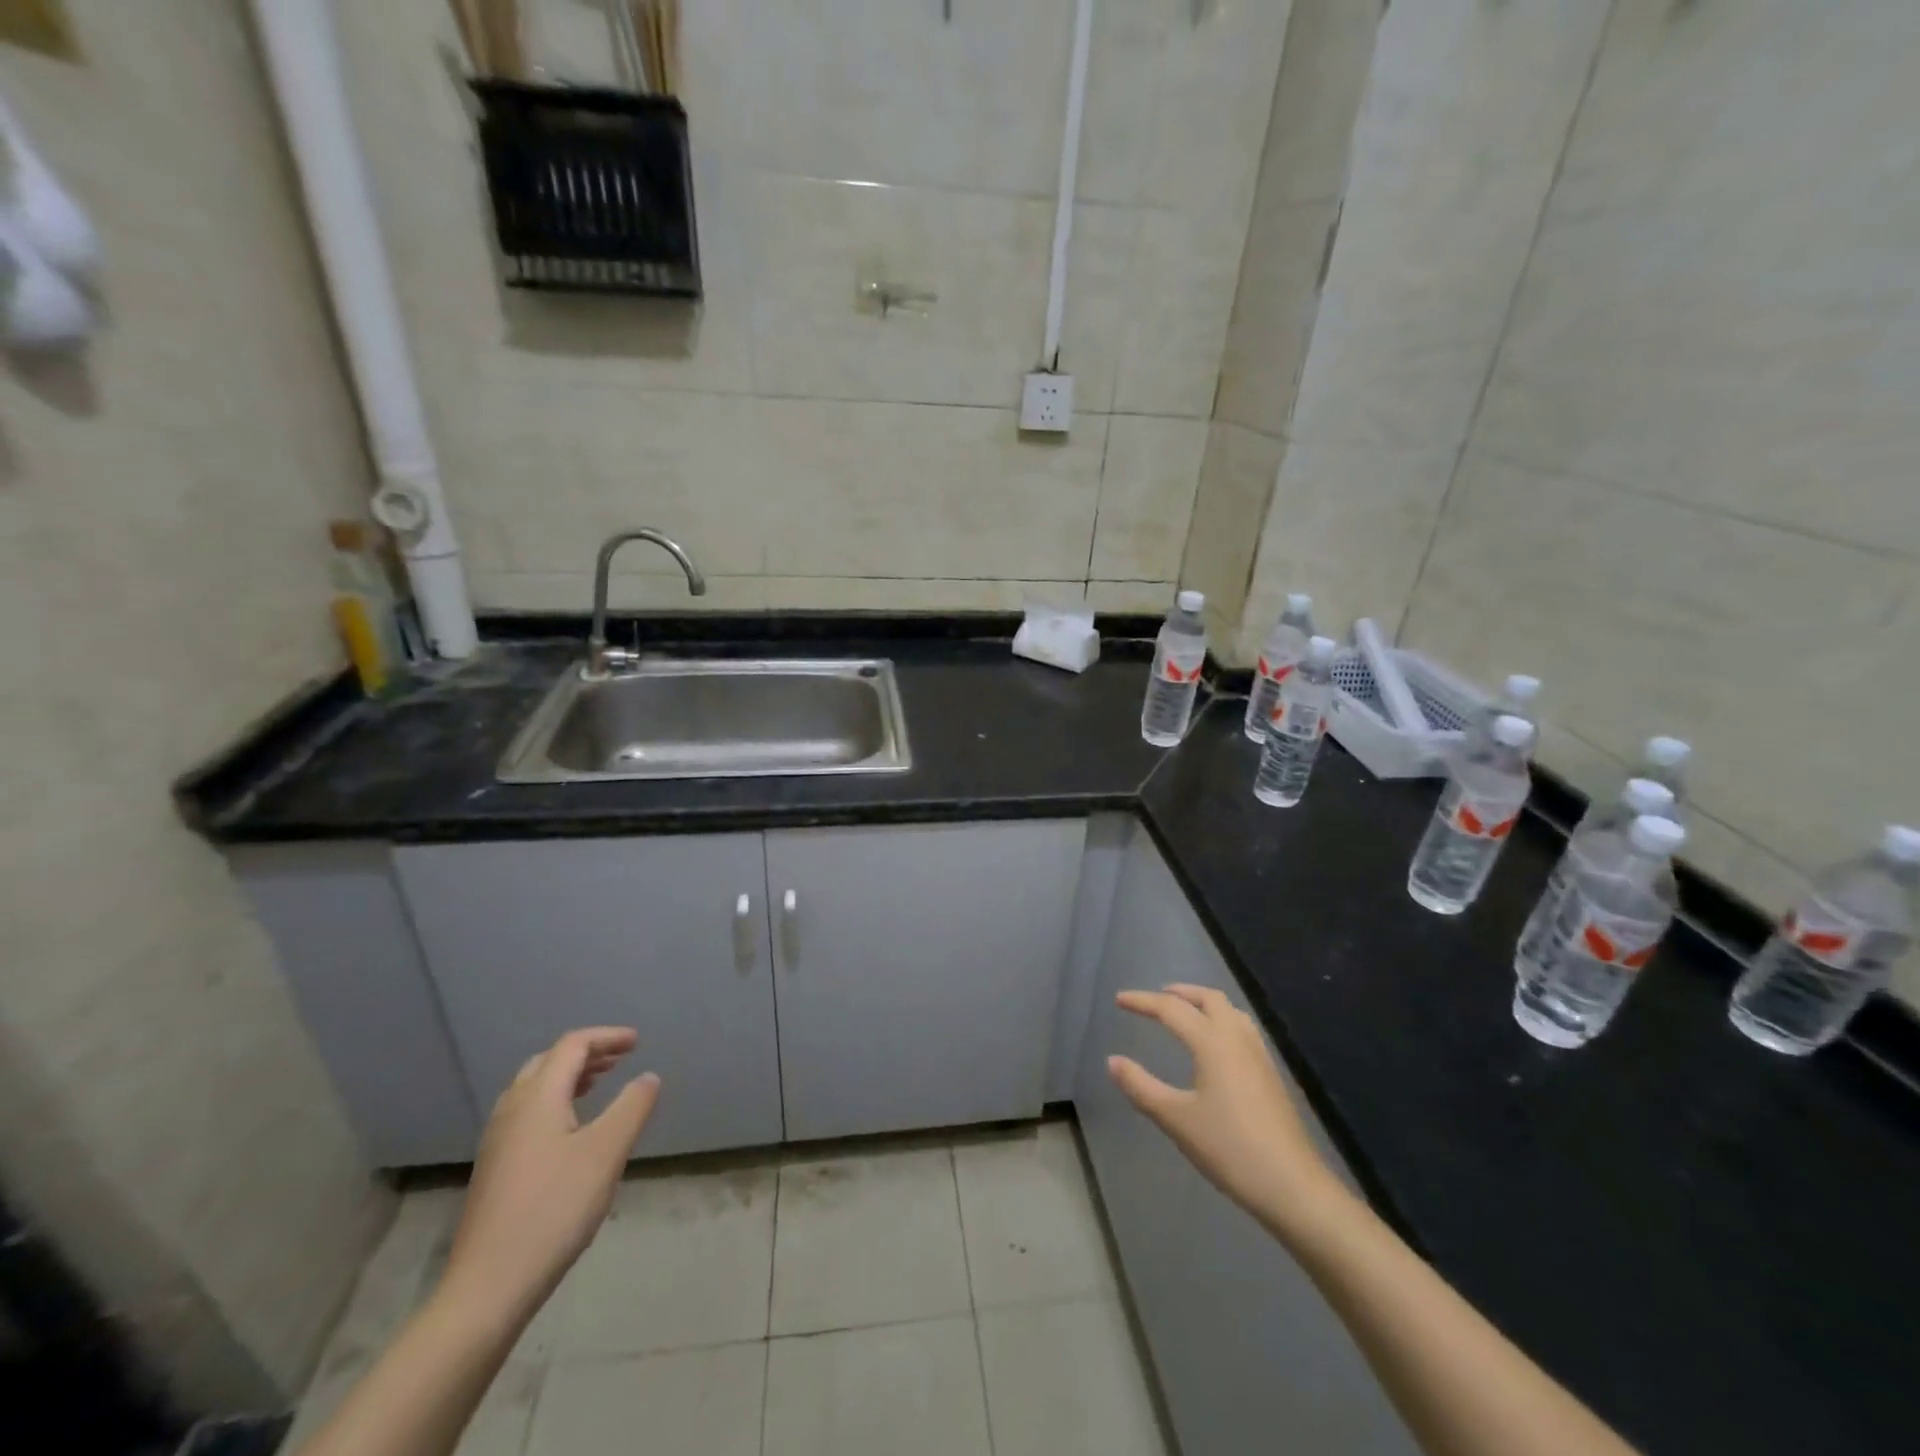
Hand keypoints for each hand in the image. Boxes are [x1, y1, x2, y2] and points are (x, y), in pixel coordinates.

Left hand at [438, 1028, 659, 1327]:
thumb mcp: (607, 1152)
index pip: (573, 1045)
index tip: (637, 1043)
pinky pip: (527, 1113)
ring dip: (569, 1077)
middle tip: (619, 1060)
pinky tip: (571, 1129)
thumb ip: (632, 1107)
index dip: (607, 1037)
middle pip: (548, 1062)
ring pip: (534, 1088)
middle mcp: (512, 1109)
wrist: (489, 1286)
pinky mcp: (494, 1168)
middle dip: (586, 1053)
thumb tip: (648, 1076)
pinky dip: (555, 1101)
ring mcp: (497, 1141)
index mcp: (537, 1097)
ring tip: (599, 1085)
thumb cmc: (554, 1209)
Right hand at [1108, 985, 1348, 1243]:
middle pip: (1208, 998)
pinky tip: (1215, 1045)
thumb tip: (1113, 1061)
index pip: (1171, 1009)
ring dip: (1203, 1003)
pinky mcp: (1270, 1074)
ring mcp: (1258, 1055)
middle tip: (1156, 999)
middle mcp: (1237, 1038)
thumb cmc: (1229, 1149)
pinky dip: (1221, 1020)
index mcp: (1212, 1042)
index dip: (1142, 1001)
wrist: (1292, 1186)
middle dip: (1180, 993)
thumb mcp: (1176, 1119)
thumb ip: (1141, 1087)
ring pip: (1230, 1011)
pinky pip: (1242, 1029)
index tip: (1119, 1000)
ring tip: (1184, 1013)